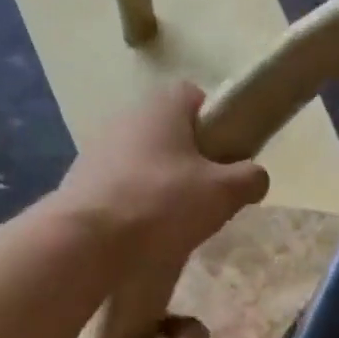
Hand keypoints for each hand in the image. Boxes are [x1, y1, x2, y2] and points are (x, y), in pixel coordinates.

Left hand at [56, 83, 269, 265]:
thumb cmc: (162, 204)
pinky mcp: (82, 180)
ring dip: (163, 185)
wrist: (88, 240)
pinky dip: (136, 204)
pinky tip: (143, 233)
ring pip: (146, 161)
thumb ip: (249, 179)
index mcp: (162, 106)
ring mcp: (99, 148)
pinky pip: (122, 186)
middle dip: (191, 162)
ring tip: (175, 223)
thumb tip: (256, 176)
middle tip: (206, 197)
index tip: (226, 158)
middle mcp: (127, 116)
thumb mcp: (223, 193)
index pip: (196, 97)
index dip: (217, 124)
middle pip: (171, 133)